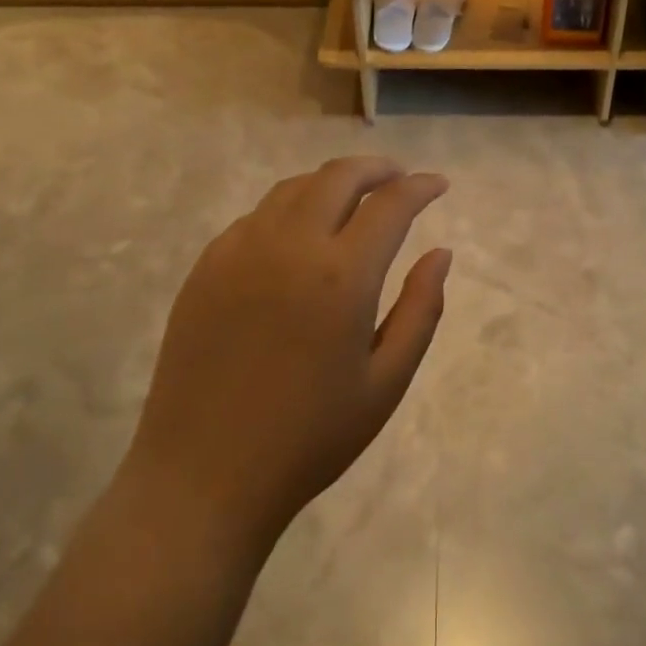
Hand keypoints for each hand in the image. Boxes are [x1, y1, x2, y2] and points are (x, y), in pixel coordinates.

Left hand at [125, 157, 450, 552]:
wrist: (204, 476)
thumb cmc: (310, 438)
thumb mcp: (386, 382)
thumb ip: (422, 309)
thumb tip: (441, 252)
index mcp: (342, 276)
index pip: (390, 204)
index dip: (420, 187)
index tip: (437, 184)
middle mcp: (289, 246)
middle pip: (337, 177)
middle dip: (376, 168)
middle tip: (397, 178)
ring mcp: (239, 252)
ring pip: (292, 189)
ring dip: (330, 183)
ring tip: (352, 199)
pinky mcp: (205, 267)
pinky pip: (255, 217)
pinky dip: (289, 209)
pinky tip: (298, 235)